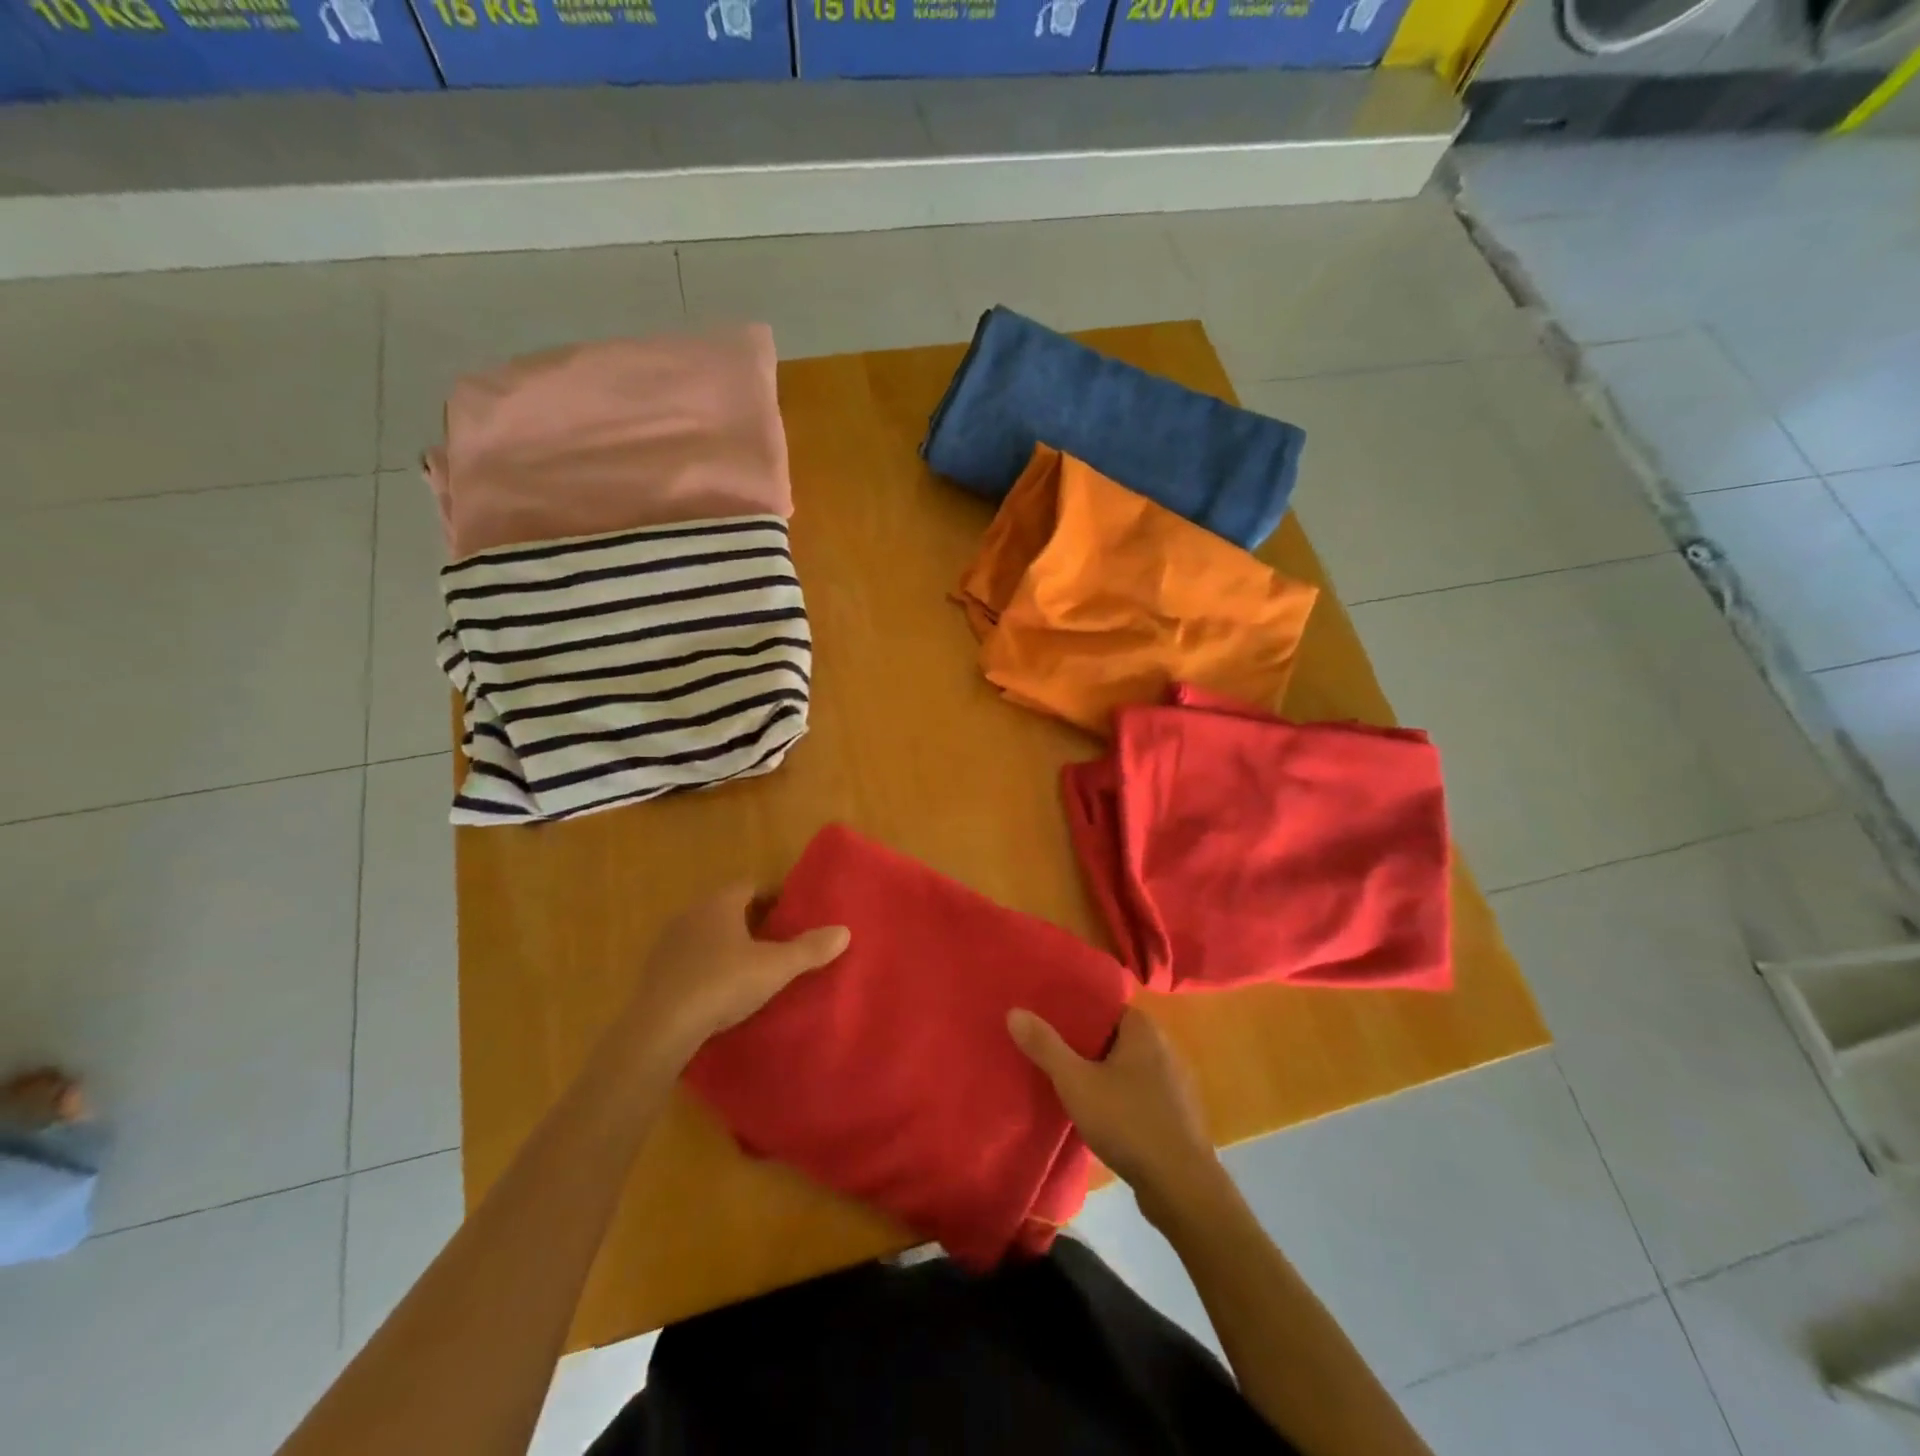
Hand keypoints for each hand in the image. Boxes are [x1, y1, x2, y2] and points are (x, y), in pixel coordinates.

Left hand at [626, 884, 849, 1067]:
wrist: (659, 1028)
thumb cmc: (722, 984)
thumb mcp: (775, 968)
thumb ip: (809, 949)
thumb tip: (844, 931)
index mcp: (719, 903)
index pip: (751, 886)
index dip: (774, 897)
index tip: (793, 914)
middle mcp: (691, 914)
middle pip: (728, 909)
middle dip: (752, 922)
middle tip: (778, 941)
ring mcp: (668, 944)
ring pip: (706, 934)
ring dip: (727, 945)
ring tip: (752, 968)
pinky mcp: (654, 974)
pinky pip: (689, 960)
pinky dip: (707, 968)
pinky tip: (720, 992)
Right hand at [1008, 1005, 1220, 1216]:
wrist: (1181, 1187)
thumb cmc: (1128, 1122)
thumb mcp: (1076, 1082)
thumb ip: (1045, 1046)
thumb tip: (1014, 1011)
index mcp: (1144, 1029)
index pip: (1105, 1006)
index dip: (1075, 1010)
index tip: (1047, 1017)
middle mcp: (1163, 1046)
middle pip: (1113, 1035)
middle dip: (1083, 1042)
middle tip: (1048, 1048)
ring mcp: (1173, 1082)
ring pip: (1126, 1065)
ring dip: (1100, 1071)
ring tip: (1065, 1078)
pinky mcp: (1175, 1114)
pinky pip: (1138, 1091)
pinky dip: (1117, 1094)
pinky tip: (1096, 1111)